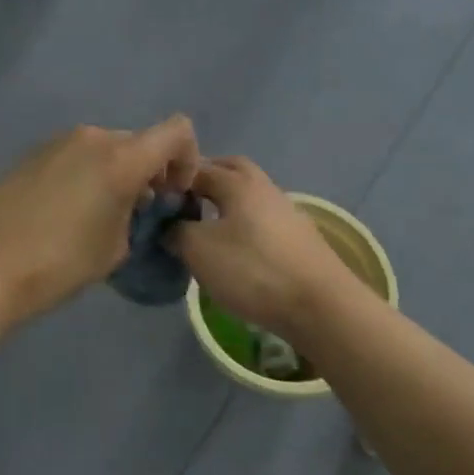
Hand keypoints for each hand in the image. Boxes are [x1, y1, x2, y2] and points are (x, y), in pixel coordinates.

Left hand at [0, 117, 200, 326]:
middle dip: (147, 172)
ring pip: (102, 150)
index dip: (186, 160)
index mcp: (120, 157)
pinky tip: (63, 214)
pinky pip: (72, 158)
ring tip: (97, 218)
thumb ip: (134, 216)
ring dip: (113, 174)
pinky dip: (83, 176)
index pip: (176, 132)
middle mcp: (90, 138)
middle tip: (136, 214)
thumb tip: (129, 204)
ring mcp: (54, 143)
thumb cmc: (57, 263)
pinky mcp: (28, 156)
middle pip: (137, 142)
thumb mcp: (113, 249)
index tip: (170, 197)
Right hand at [170, 156, 346, 334]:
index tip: (153, 200)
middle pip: (230, 170)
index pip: (196, 168)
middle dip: (204, 179)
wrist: (320, 306)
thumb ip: (175, 231)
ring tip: (204, 227)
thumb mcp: (198, 250)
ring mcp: (286, 211)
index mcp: (237, 182)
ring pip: (248, 195)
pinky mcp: (299, 237)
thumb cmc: (252, 270)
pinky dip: (243, 223)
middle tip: (181, 202)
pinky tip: (234, 246)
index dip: (172, 180)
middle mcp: (264, 187)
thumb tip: (168, 226)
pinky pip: (261, 218)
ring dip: (225, 202)